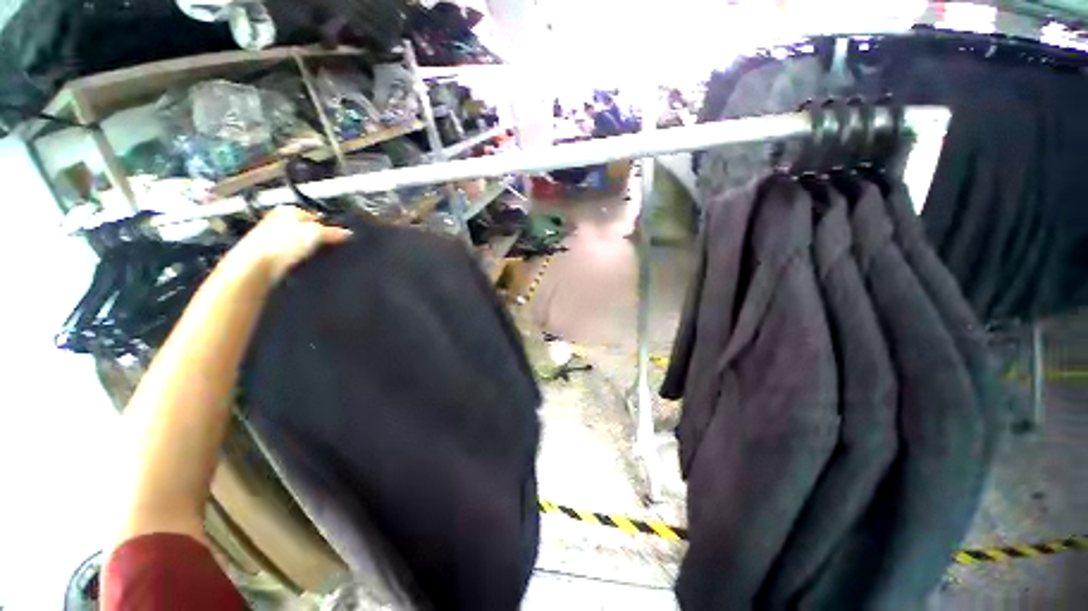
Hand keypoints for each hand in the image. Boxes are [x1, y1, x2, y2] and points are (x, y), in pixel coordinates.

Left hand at [229, 206, 351, 281]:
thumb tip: (349, 233)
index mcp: (288, 210)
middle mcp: (278, 221)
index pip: (315, 215)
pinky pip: (293, 257)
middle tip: (334, 247)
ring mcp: (272, 239)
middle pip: (307, 229)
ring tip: (321, 258)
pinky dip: (301, 260)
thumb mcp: (316, 233)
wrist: (257, 266)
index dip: (330, 226)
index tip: (341, 236)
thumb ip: (333, 232)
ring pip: (300, 244)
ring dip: (310, 251)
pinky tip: (306, 265)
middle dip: (320, 238)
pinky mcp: (271, 257)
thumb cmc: (283, 243)